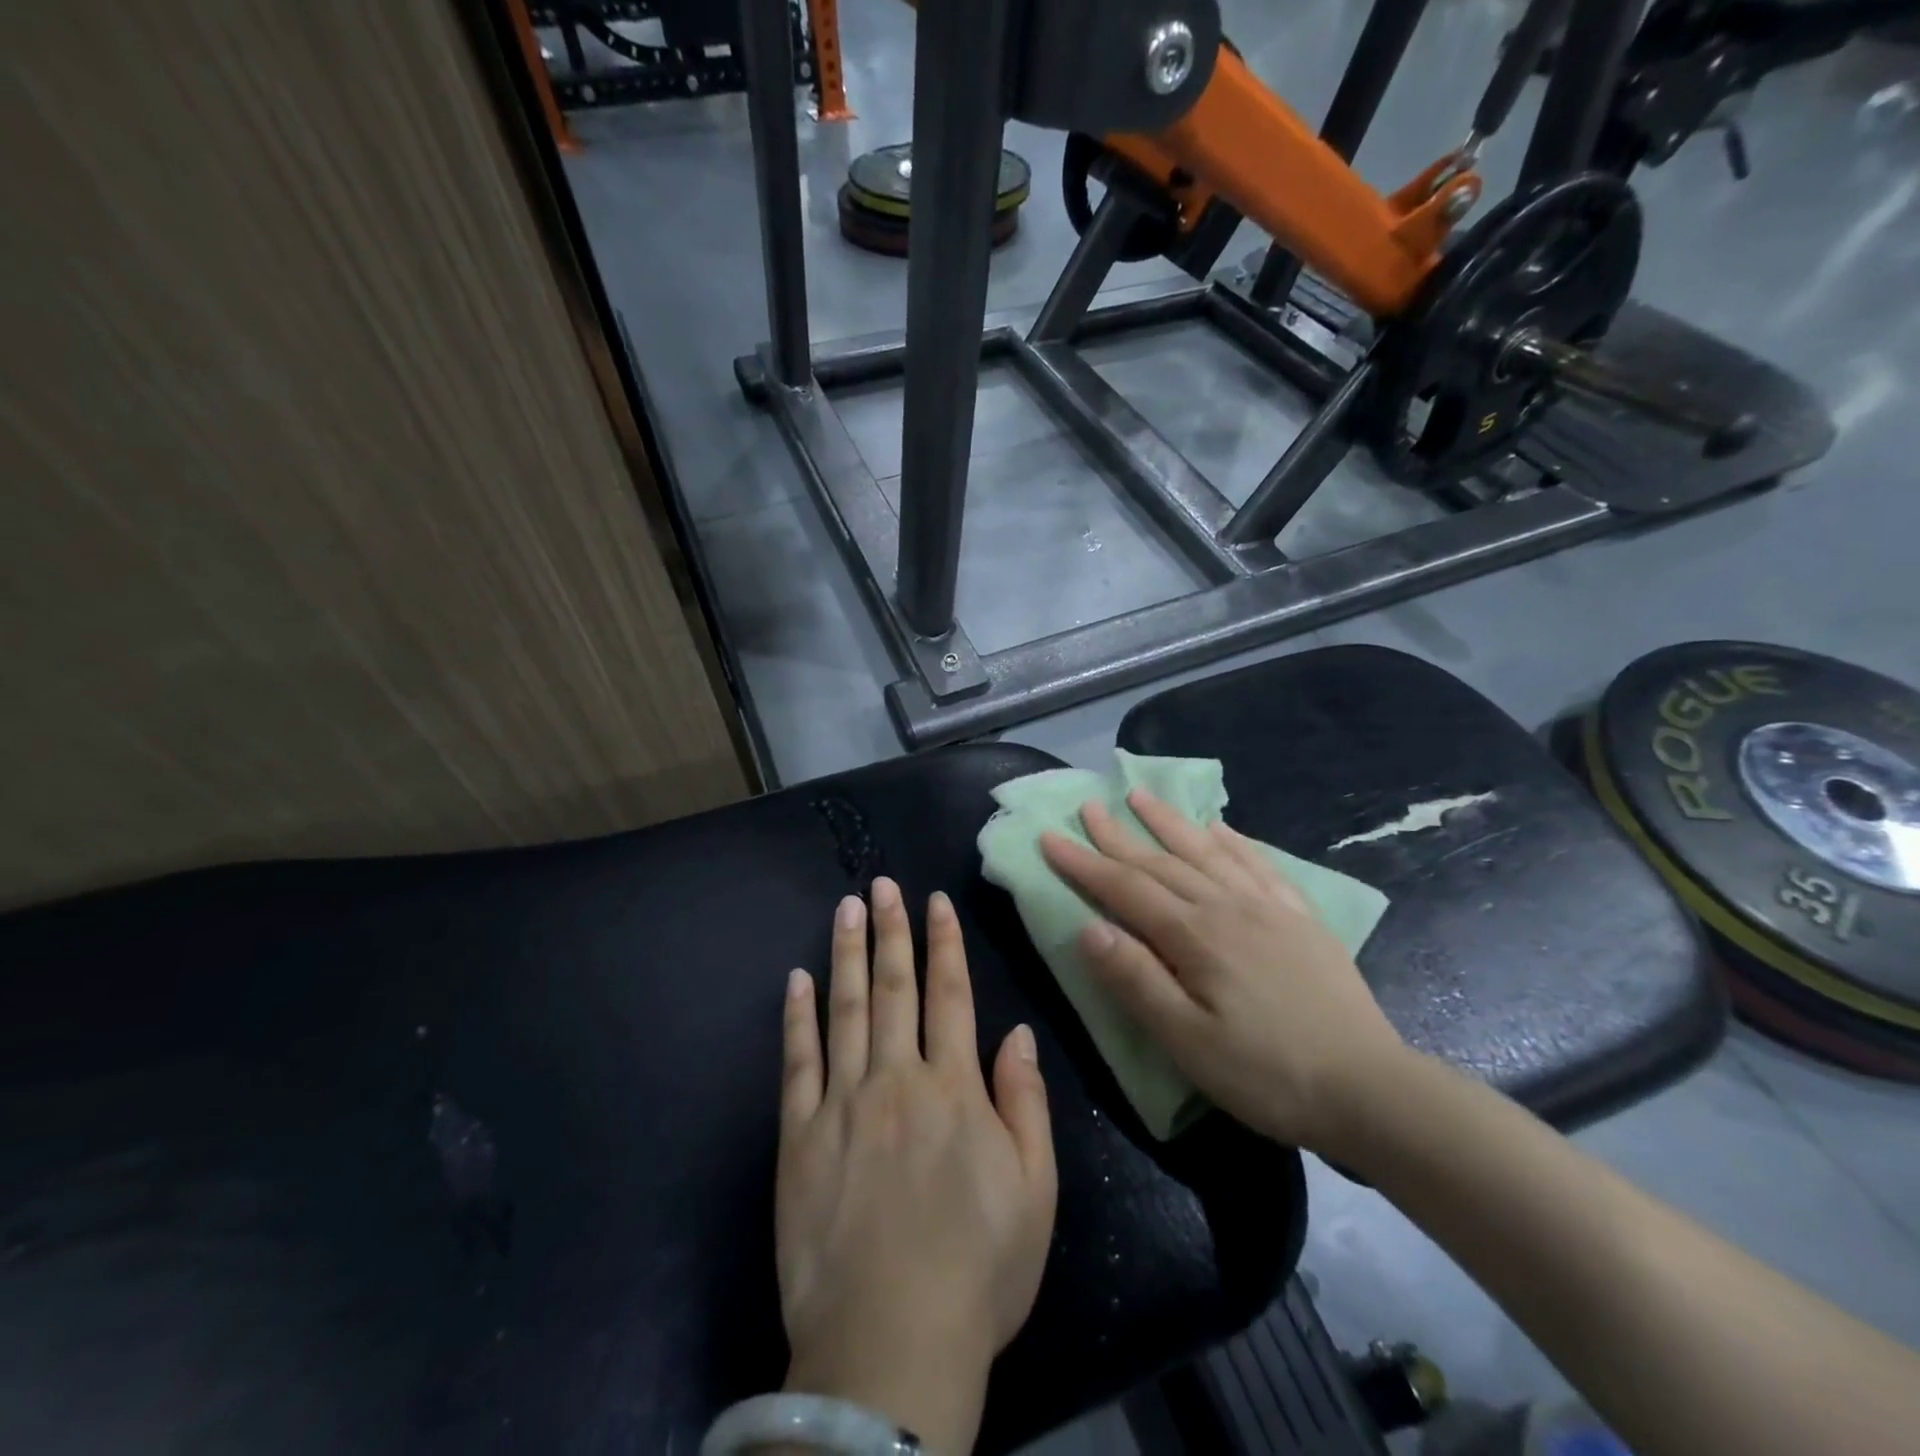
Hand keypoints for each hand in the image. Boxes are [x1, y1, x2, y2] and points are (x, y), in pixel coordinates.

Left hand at [775, 878, 1056, 1453]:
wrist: (890, 1347)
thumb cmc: (978, 1271)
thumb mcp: (1035, 1192)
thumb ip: (1026, 1103)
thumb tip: (1016, 1033)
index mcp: (955, 1089)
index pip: (950, 995)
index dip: (944, 943)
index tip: (934, 901)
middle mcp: (897, 1079)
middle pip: (894, 988)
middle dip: (891, 930)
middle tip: (883, 885)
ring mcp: (842, 1104)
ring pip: (845, 1008)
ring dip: (846, 953)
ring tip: (846, 908)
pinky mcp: (798, 1136)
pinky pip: (797, 1062)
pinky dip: (797, 1016)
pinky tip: (797, 979)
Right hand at [1039, 791, 1407, 1157]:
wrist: (1371, 1089)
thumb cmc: (1266, 1073)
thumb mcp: (1187, 1041)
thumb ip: (1135, 980)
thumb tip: (1087, 927)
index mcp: (1196, 935)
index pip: (1125, 888)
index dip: (1084, 863)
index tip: (1050, 837)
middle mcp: (1228, 906)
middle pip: (1161, 861)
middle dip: (1118, 834)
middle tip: (1087, 806)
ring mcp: (1269, 907)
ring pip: (1207, 851)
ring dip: (1170, 822)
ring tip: (1141, 796)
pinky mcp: (1300, 918)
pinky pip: (1259, 864)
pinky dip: (1233, 840)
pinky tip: (1220, 828)